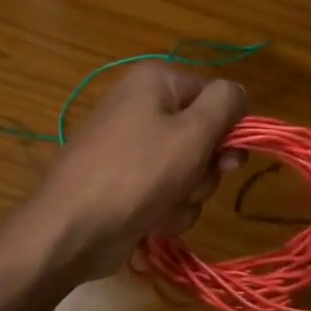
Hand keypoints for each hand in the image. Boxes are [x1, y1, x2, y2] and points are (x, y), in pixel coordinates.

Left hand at [19, 64, 246, 284]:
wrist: (72, 229)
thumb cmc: (137, 173)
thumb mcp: (192, 132)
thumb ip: (226, 104)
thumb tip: (238, 92)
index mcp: (156, 81)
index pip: (216, 97)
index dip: (228, 129)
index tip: (228, 158)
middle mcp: (142, 106)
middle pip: (204, 136)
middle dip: (205, 169)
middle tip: (191, 184)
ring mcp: (132, 147)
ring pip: (189, 170)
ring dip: (187, 196)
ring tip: (163, 207)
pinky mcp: (126, 182)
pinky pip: (167, 192)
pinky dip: (166, 210)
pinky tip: (151, 222)